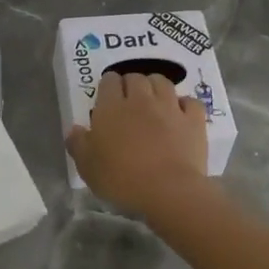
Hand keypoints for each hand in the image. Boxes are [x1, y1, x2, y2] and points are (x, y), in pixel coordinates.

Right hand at [65, 71, 210, 217]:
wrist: (167, 190)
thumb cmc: (121, 178)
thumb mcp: (87, 166)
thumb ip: (78, 144)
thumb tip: (75, 129)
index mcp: (112, 107)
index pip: (109, 81)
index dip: (108, 85)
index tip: (108, 97)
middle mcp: (141, 99)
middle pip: (136, 78)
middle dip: (131, 84)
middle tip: (129, 100)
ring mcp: (170, 107)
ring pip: (163, 82)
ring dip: (156, 87)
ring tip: (154, 101)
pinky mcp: (193, 120)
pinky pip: (190, 101)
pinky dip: (184, 104)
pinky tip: (180, 114)